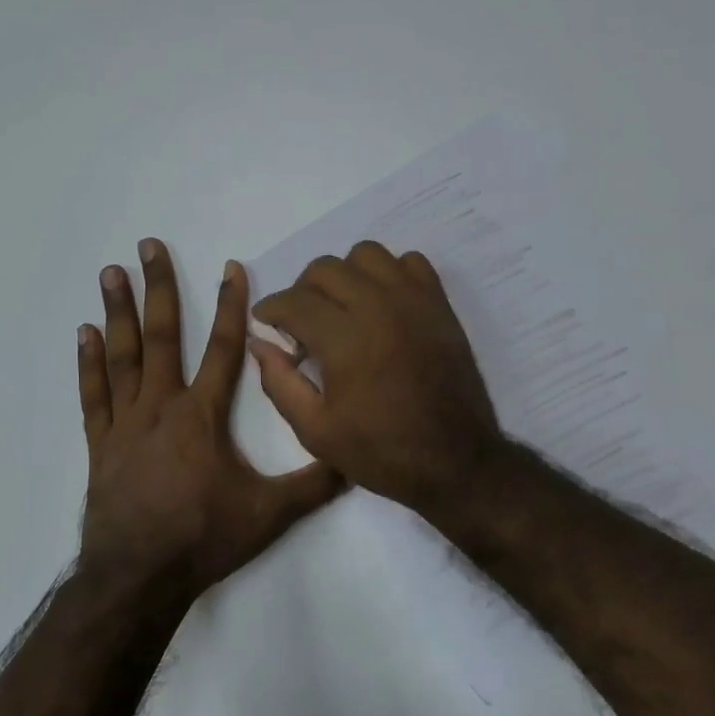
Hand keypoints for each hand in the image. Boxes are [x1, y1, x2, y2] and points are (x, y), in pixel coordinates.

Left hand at [77, 238, 343, 605]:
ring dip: (118, 312)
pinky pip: (94, 395)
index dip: (232, 306)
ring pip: (123, 356)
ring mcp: (126, 423)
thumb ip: (314, 484)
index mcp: (203, 416)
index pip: (226, 349)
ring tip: (111, 272)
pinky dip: (88, 364)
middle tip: (147, 245)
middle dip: (160, 288)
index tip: (230, 266)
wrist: (139, 576)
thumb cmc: (204, 538)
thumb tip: (355, 460)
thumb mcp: (270, 514)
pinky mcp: (100, 445)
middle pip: (164, 336)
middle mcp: (162, 407)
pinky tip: (83, 334)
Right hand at [249, 241, 504, 513]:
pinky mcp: (439, 305)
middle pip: (325, 268)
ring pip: (366, 255)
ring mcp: (414, 301)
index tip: (265, 321)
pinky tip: (382, 304)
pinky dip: (389, 274)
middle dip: (302, 291)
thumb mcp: (315, 431)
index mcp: (345, 339)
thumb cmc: (381, 452)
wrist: (454, 460)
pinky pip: (409, 262)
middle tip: (302, 323)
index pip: (294, 301)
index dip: (270, 308)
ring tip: (342, 308)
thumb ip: (279, 382)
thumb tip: (260, 343)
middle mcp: (378, 307)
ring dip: (345, 275)